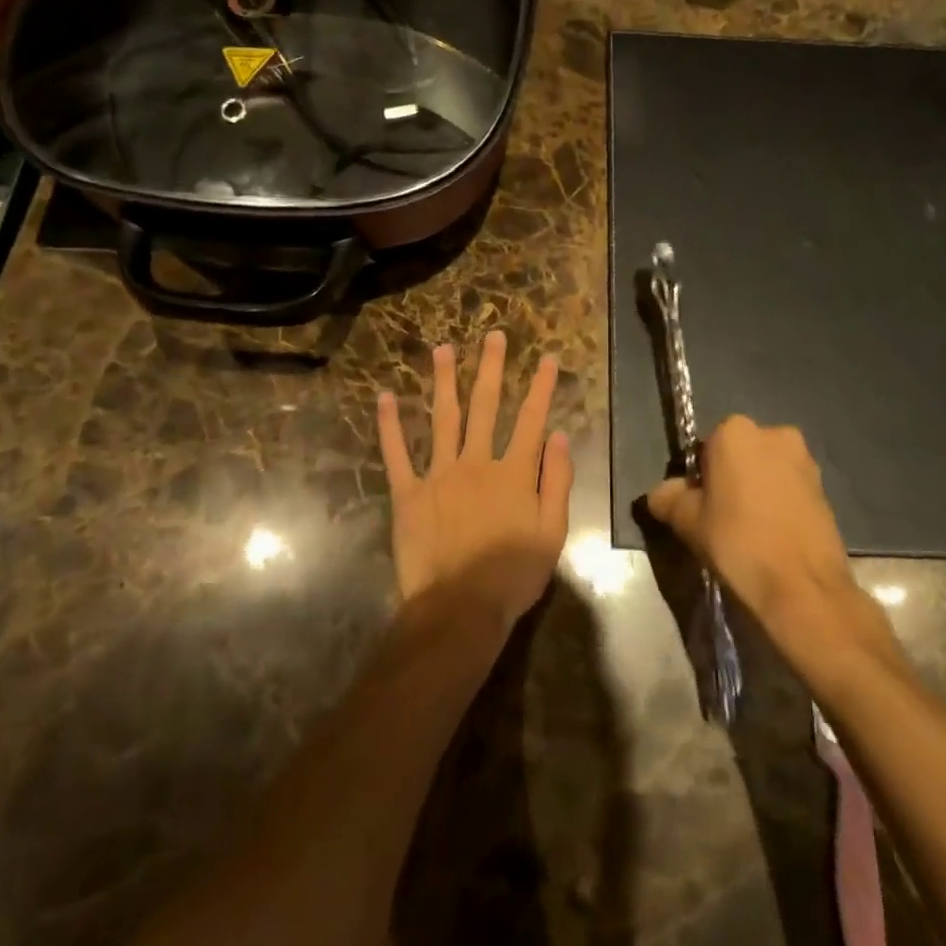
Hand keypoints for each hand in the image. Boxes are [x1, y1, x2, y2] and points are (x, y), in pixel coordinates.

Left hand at [377, 331, 573, 635]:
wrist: (460, 608)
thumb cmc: (512, 575)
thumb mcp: (552, 532)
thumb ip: (557, 481)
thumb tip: (560, 436)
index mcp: (513, 472)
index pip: (532, 419)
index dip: (542, 387)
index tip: (548, 357)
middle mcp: (476, 462)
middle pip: (486, 406)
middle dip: (491, 368)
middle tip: (493, 336)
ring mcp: (439, 474)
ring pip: (443, 418)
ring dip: (443, 381)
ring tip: (442, 349)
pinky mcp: (409, 493)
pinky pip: (397, 454)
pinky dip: (390, 425)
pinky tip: (385, 397)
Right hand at [646, 417, 892, 657]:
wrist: (803, 588)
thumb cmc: (738, 543)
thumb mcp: (687, 521)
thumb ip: (668, 497)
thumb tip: (662, 493)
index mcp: (735, 431)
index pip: (705, 447)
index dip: (699, 478)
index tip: (698, 507)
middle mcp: (774, 433)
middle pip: (739, 454)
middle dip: (730, 478)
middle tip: (721, 518)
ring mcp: (805, 460)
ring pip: (766, 471)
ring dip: (757, 490)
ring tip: (749, 532)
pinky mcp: (826, 488)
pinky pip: (789, 489)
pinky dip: (779, 504)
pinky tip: (773, 537)